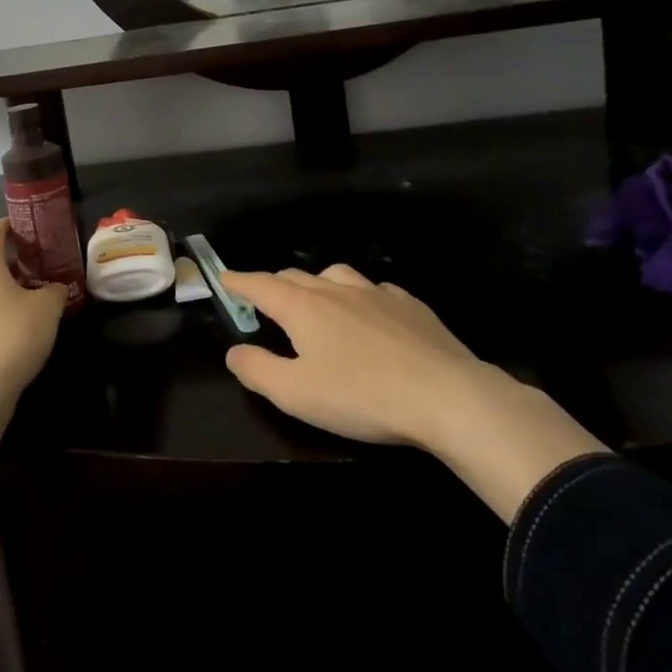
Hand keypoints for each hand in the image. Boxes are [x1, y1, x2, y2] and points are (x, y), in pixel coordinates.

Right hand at [220, 263, 607, 522]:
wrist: (447, 396)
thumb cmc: (362, 395)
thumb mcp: (296, 394)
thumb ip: (257, 370)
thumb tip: (234, 351)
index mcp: (302, 307)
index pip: (260, 285)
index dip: (238, 281)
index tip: (224, 278)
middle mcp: (335, 289)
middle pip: (294, 276)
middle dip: (274, 284)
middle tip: (266, 301)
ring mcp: (376, 293)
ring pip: (336, 275)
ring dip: (317, 284)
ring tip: (317, 301)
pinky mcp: (410, 306)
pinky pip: (374, 289)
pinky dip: (359, 296)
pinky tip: (369, 314)